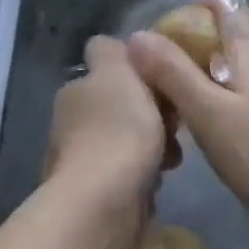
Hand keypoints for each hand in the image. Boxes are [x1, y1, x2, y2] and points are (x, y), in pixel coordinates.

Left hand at [45, 35, 166, 216]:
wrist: (104, 202)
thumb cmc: (118, 131)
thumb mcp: (118, 74)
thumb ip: (112, 53)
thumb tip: (108, 45)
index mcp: (76, 91)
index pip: (109, 72)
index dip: (140, 75)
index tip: (165, 86)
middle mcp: (71, 124)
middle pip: (122, 109)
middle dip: (152, 116)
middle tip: (177, 126)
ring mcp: (81, 161)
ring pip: (128, 144)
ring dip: (153, 149)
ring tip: (171, 160)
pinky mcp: (95, 195)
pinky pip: (129, 176)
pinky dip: (144, 178)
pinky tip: (156, 184)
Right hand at [127, 0, 248, 229]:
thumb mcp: (206, 111)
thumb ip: (172, 71)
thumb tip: (137, 36)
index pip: (221, 4)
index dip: (187, 14)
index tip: (159, 43)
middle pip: (235, 26)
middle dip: (200, 38)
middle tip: (169, 68)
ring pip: (245, 54)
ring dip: (214, 63)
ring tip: (185, 94)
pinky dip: (231, 85)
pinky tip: (215, 117)